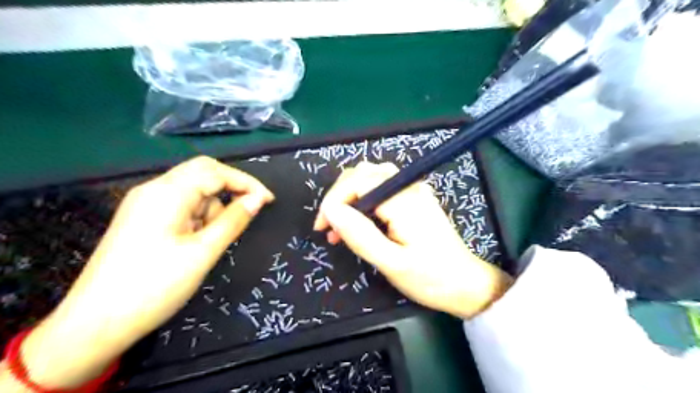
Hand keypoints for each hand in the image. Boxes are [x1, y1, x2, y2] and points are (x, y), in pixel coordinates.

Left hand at [15, 156, 272, 388]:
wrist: (95, 325)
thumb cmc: (154, 287)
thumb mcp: (203, 252)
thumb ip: (233, 220)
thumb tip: (259, 199)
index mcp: (166, 193)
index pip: (215, 171)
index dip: (246, 182)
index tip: (269, 201)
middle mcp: (154, 190)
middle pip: (202, 174)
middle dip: (230, 190)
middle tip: (247, 214)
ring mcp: (145, 204)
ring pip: (193, 192)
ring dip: (211, 209)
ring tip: (209, 242)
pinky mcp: (143, 219)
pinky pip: (181, 206)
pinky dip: (198, 218)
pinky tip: (194, 242)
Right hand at [315, 161, 512, 319]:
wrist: (466, 285)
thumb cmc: (430, 278)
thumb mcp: (392, 263)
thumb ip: (360, 235)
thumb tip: (331, 212)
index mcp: (404, 199)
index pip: (357, 181)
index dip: (333, 200)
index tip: (322, 227)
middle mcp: (409, 186)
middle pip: (362, 174)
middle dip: (339, 197)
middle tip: (328, 228)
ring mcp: (413, 191)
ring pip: (370, 179)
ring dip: (349, 197)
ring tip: (339, 227)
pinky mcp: (414, 199)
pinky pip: (381, 189)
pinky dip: (363, 201)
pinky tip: (358, 222)